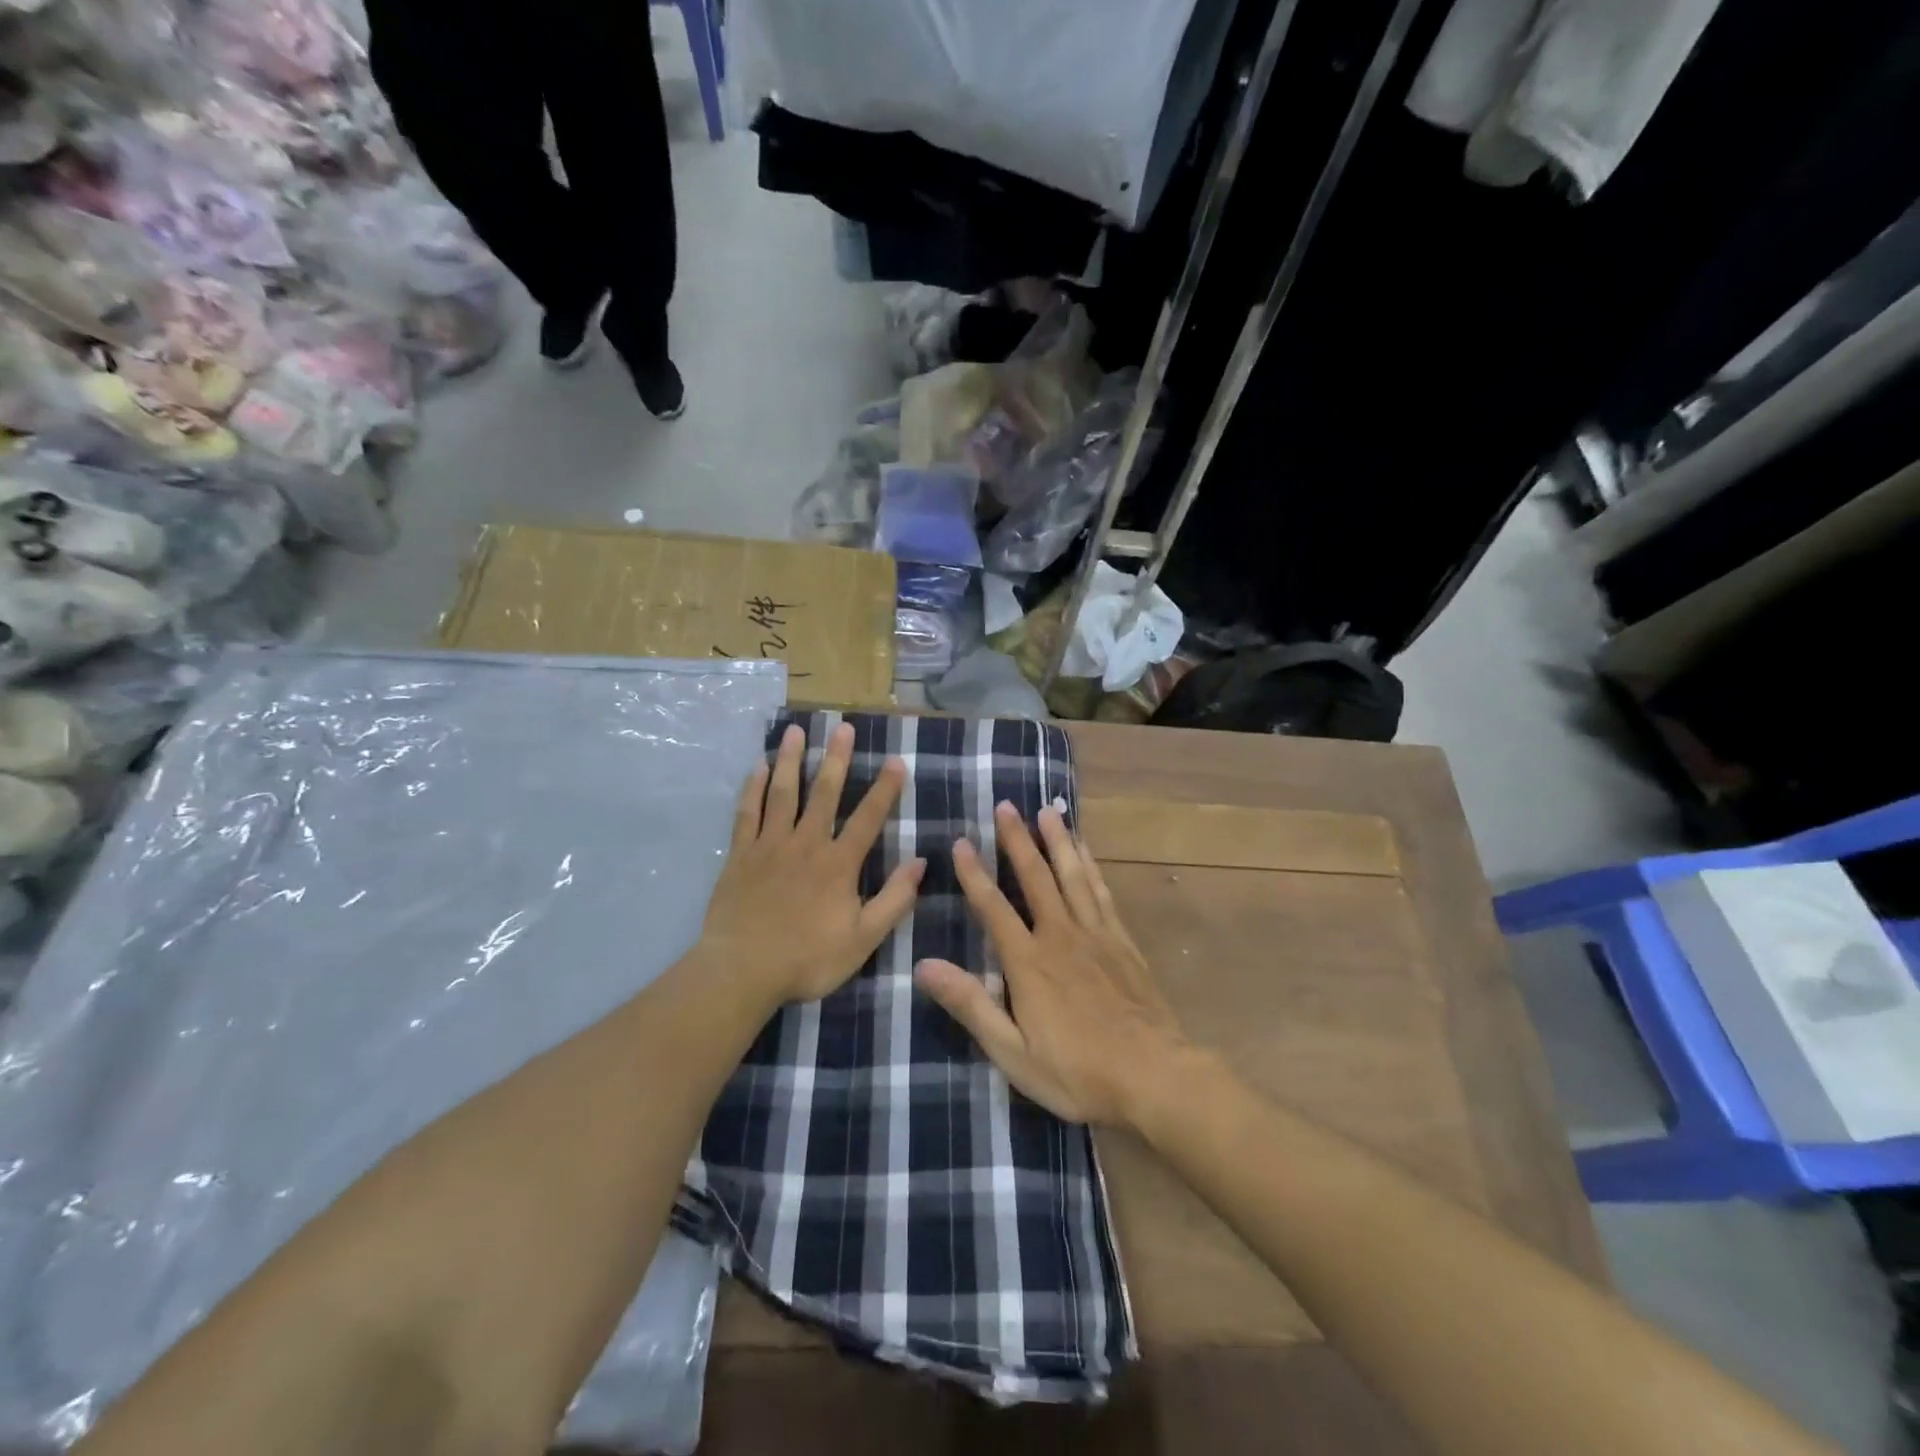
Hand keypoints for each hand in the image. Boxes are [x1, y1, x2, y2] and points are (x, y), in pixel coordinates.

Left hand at [700, 722, 923, 1006]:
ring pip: (783, 793)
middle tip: (843, 727)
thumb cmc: (807, 959)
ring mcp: (769, 845)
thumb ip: (894, 900)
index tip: (896, 760)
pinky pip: (747, 812)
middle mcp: (806, 844)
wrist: (742, 971)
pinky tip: (759, 766)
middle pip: (824, 793)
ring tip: (797, 730)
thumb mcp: (863, 939)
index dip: (885, 789)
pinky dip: (753, 787)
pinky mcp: (740, 854)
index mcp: (838, 864)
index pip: (868, 818)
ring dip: (792, 760)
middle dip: (837, 758)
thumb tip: (921, 862)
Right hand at [915, 802, 1188, 1126]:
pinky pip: (1101, 892)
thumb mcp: (1013, 1052)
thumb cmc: (1077, 1072)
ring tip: (1046, 810)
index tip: (960, 842)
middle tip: (1005, 806)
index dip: (974, 874)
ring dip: (1056, 841)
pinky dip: (1091, 866)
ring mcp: (1096, 934)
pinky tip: (1084, 850)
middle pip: (1035, 878)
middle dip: (1017, 840)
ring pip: (1072, 875)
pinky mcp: (1122, 941)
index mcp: (1028, 963)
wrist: (1154, 1076)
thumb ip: (971, 1005)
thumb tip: (924, 966)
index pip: (993, 908)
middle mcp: (1060, 936)